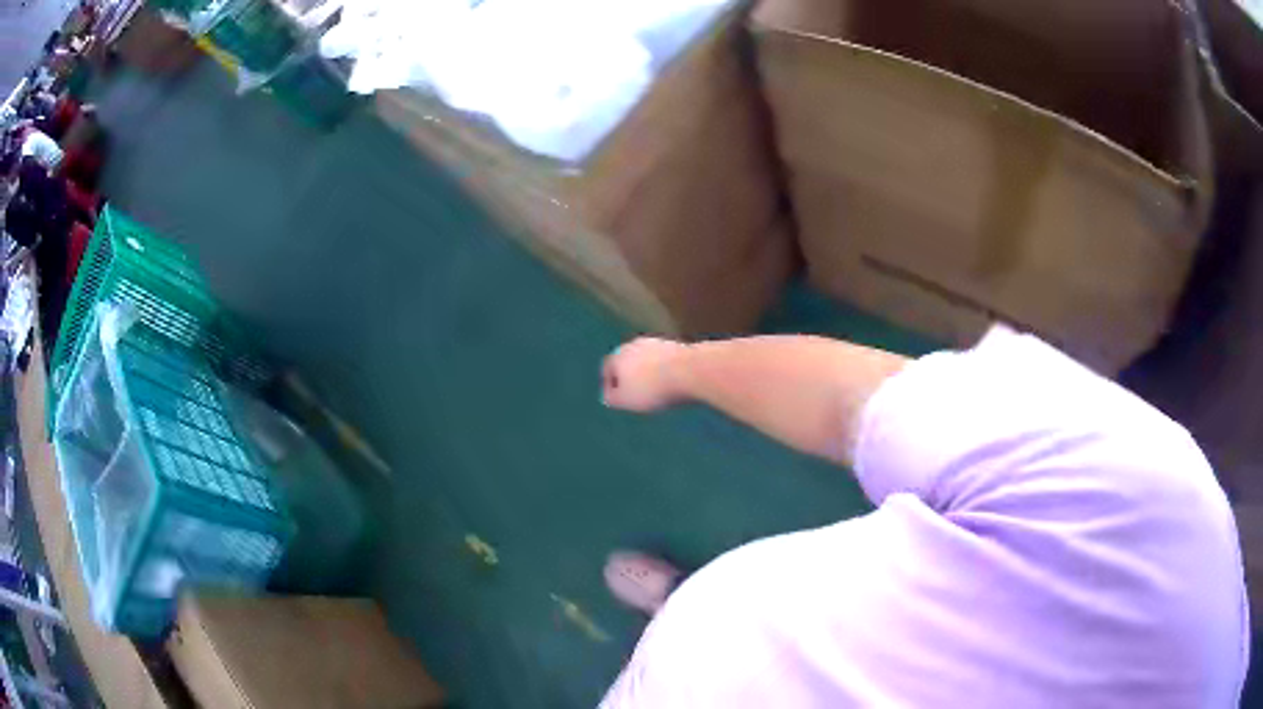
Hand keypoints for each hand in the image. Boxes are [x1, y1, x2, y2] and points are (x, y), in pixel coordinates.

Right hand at [601, 337, 687, 411]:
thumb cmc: (653, 388)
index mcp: (618, 356)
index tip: (616, 398)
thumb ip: (613, 398)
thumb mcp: (626, 401)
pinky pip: (666, 361)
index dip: (610, 384)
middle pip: (628, 361)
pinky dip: (666, 371)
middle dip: (630, 377)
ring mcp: (657, 342)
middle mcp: (635, 344)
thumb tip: (609, 396)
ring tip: (656, 391)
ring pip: (647, 360)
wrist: (691, 371)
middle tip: (635, 394)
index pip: (608, 369)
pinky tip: (673, 384)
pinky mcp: (677, 345)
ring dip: (649, 373)